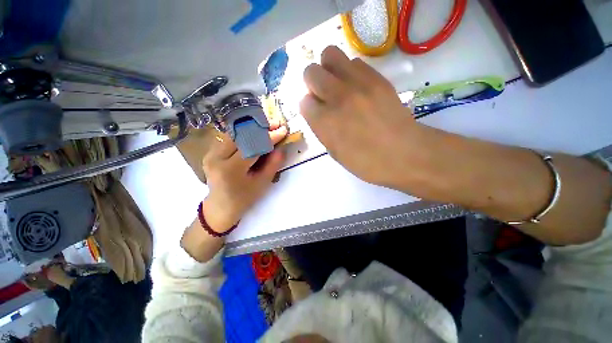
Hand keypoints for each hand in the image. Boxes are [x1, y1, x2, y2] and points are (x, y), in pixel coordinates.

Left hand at [201, 119, 287, 231]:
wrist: (220, 206)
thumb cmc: (244, 198)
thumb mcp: (262, 184)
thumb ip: (273, 165)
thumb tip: (281, 148)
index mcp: (230, 170)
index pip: (252, 147)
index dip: (269, 137)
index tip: (283, 130)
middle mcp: (216, 157)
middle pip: (241, 135)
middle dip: (261, 128)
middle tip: (276, 124)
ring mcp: (211, 153)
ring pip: (235, 133)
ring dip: (253, 128)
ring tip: (268, 127)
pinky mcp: (211, 151)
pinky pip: (230, 137)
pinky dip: (245, 133)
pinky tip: (256, 133)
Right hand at [300, 46, 424, 187]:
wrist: (404, 153)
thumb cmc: (365, 162)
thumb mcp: (334, 152)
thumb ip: (321, 128)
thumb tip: (316, 111)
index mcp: (324, 122)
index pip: (303, 101)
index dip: (309, 107)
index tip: (316, 112)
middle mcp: (336, 98)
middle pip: (310, 72)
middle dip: (312, 83)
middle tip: (323, 94)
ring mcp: (358, 84)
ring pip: (330, 55)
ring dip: (328, 69)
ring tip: (337, 84)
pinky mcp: (376, 78)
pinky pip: (355, 62)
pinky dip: (350, 71)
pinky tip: (357, 86)